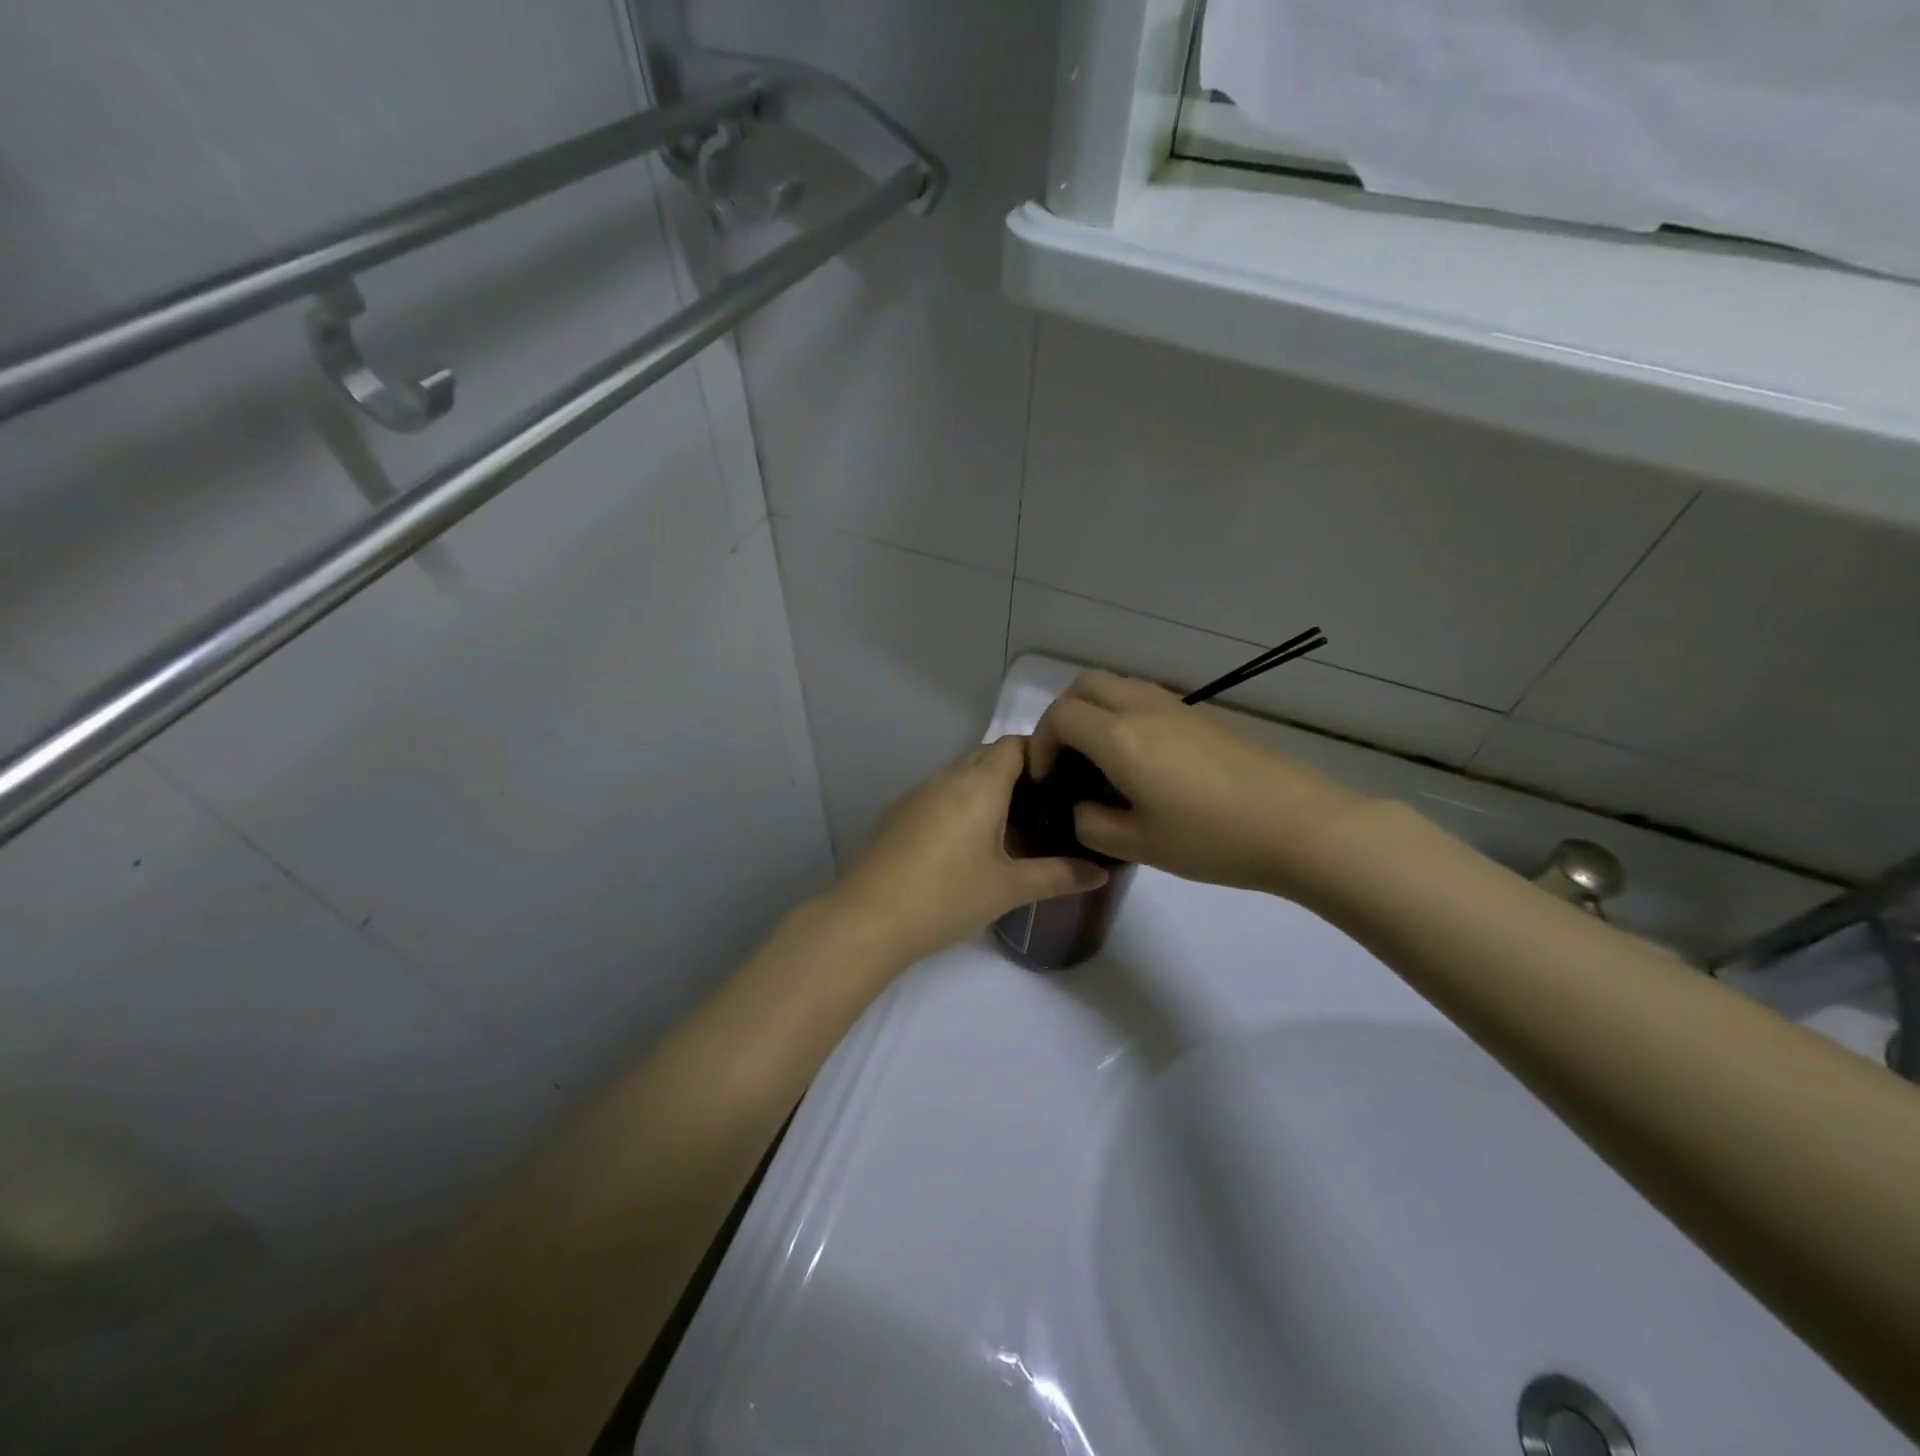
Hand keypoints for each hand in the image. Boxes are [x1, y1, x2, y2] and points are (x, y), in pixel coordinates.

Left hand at [830, 736, 1108, 966]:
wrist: (867, 919)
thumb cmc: (946, 896)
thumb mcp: (1009, 889)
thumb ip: (1058, 876)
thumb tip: (1100, 873)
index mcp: (979, 783)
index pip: (1016, 744)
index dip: (1043, 753)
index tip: (1065, 781)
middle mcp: (947, 777)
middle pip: (988, 755)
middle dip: (1018, 772)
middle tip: (1046, 807)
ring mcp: (917, 794)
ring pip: (961, 774)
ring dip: (987, 789)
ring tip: (1013, 826)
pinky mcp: (898, 814)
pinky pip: (939, 794)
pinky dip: (961, 804)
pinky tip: (969, 843)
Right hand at [1028, 670, 1379, 900]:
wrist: (1299, 824)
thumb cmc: (1212, 838)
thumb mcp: (1139, 845)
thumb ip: (1092, 825)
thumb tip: (1081, 809)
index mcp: (1120, 737)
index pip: (1060, 716)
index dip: (1040, 743)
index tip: (1045, 778)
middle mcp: (1143, 708)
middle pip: (1085, 684)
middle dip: (1062, 715)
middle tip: (1066, 758)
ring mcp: (1177, 707)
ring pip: (1118, 685)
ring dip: (1095, 710)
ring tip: (1100, 759)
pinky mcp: (1203, 716)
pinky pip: (1147, 698)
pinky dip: (1125, 715)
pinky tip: (1143, 761)